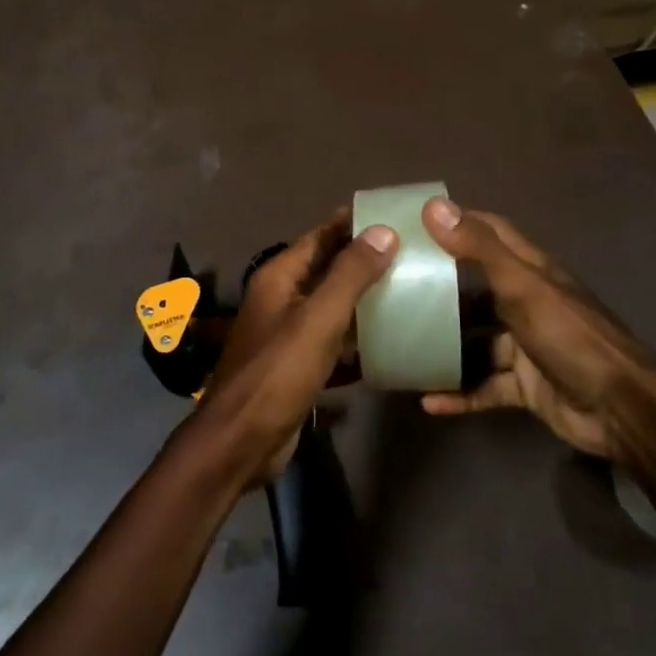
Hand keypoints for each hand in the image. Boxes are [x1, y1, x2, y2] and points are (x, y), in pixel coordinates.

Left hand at [187, 212, 397, 486]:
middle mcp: (282, 298)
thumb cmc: (277, 373)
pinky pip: (333, 339)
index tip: (394, 213)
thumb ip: (350, 274)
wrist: (242, 441)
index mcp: (280, 277)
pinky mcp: (298, 364)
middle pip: (328, 268)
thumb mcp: (318, 319)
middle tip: (413, 252)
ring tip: (410, 289)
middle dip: (365, 259)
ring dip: (365, 298)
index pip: (321, 236)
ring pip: (333, 305)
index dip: (353, 223)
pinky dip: (357, 337)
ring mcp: (289, 332)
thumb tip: (384, 230)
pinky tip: (390, 339)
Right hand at [417, 197, 655, 463]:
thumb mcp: (522, 286)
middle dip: (442, 287)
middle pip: (479, 288)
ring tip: (402, 345)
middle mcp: (527, 303)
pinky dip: (460, 394)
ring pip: (477, 342)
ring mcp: (526, 346)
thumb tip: (433, 207)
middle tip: (395, 286)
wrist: (618, 407)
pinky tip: (429, 401)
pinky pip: (485, 387)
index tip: (418, 221)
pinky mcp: (526, 386)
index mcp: (531, 272)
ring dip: (446, 346)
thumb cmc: (568, 335)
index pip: (493, 233)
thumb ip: (479, 249)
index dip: (460, 222)